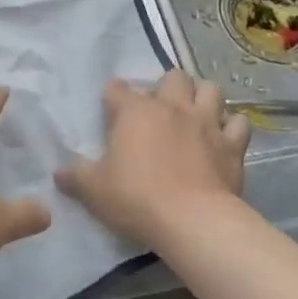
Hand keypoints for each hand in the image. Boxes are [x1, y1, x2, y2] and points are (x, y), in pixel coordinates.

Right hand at [56, 71, 249, 246]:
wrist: (193, 222)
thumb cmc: (136, 198)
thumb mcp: (94, 190)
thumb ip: (75, 177)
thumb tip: (58, 174)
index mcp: (134, 111)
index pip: (118, 88)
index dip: (113, 96)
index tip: (110, 107)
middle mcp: (171, 107)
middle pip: (173, 76)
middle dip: (166, 86)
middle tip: (160, 108)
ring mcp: (206, 123)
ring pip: (210, 89)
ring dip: (203, 96)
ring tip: (196, 112)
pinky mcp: (232, 145)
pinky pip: (239, 123)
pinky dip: (232, 126)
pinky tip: (224, 136)